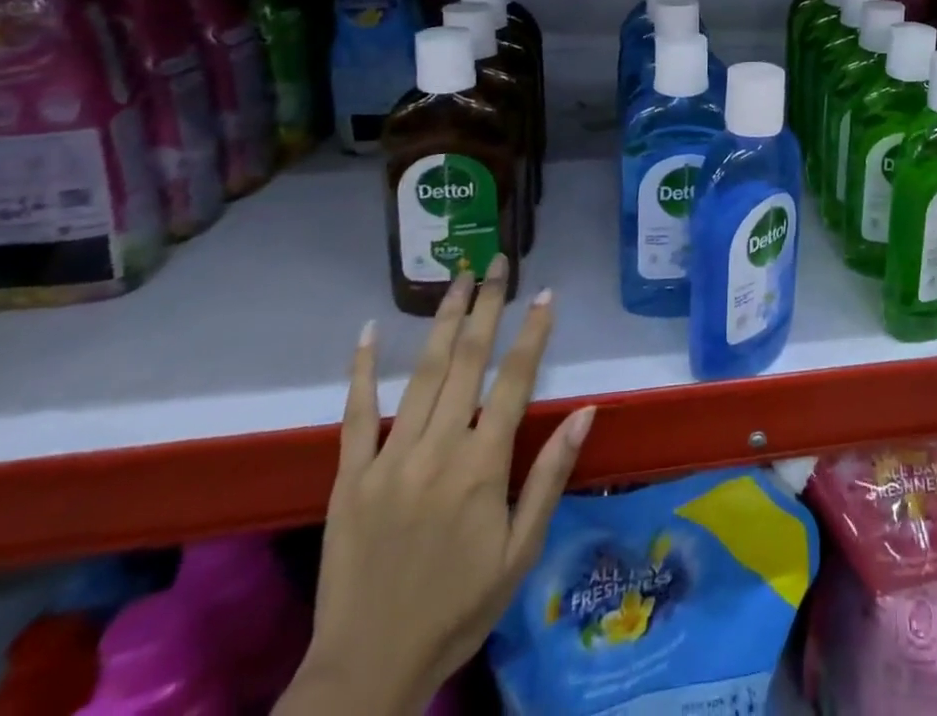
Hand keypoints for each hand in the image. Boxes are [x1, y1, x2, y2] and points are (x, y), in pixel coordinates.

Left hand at [281, 258, 594, 715]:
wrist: (367, 672)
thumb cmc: (458, 609)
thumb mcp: (521, 552)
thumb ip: (551, 475)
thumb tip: (586, 411)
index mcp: (483, 466)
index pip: (515, 380)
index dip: (533, 332)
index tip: (545, 293)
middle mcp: (438, 449)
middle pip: (467, 362)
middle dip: (486, 307)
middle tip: (498, 264)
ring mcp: (390, 459)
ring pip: (421, 374)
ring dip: (442, 322)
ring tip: (458, 280)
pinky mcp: (350, 477)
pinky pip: (356, 414)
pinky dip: (360, 370)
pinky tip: (366, 332)